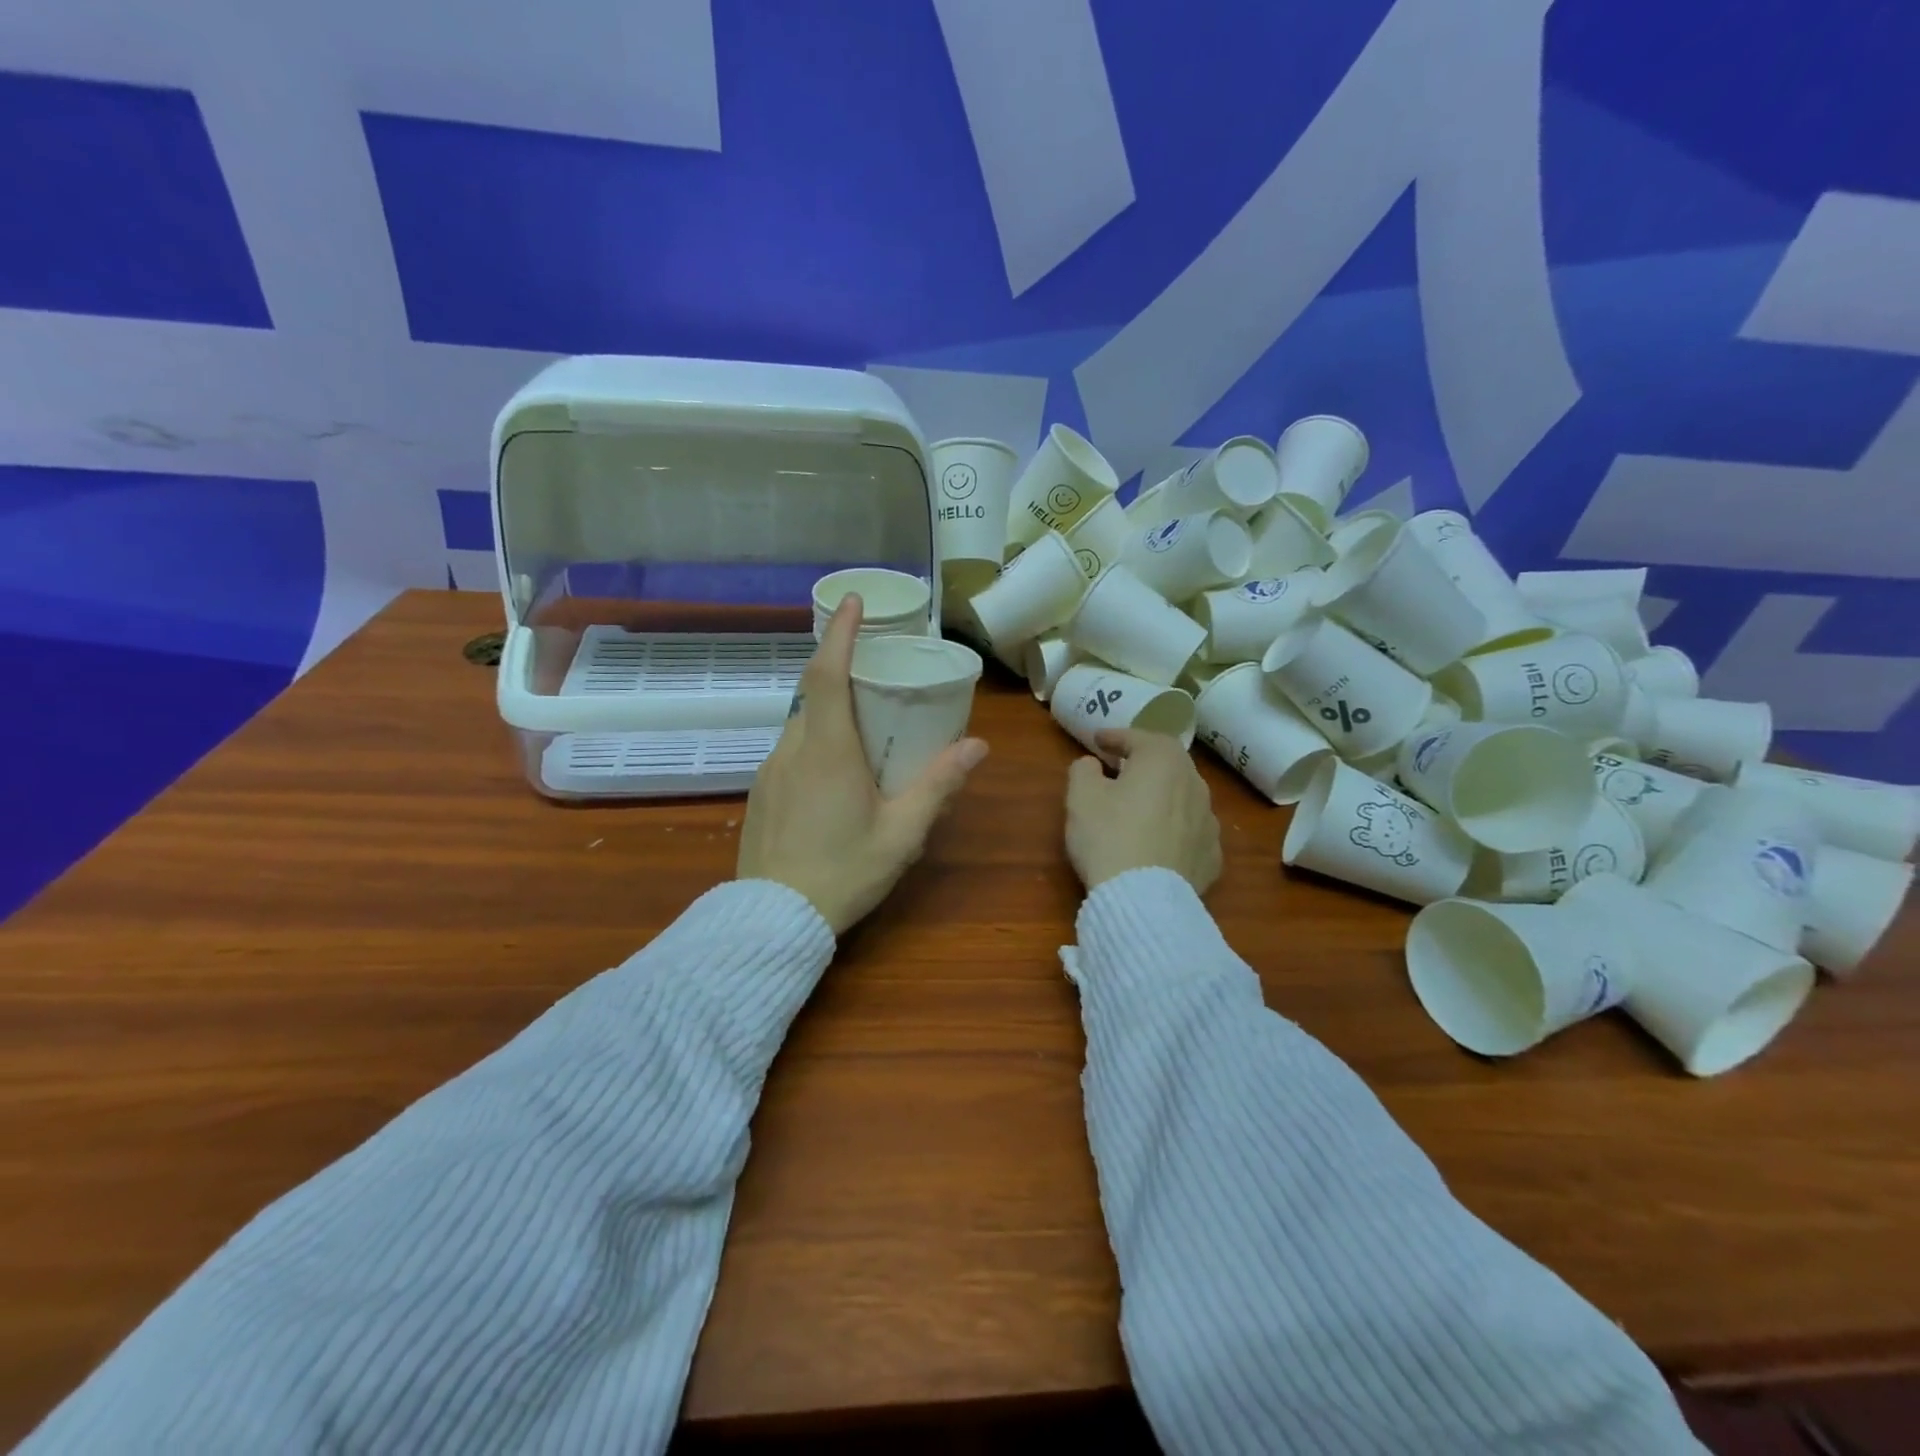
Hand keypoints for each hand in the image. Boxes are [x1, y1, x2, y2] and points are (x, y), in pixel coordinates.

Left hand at [737, 595, 988, 933]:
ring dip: (829, 711)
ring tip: (864, 727)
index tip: (851, 601)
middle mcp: (792, 749)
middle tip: (877, 672)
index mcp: (828, 750)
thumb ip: (938, 785)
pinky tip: (837, 774)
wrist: (772, 920)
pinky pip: (790, 750)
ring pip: (801, 723)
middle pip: (813, 693)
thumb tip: (976, 746)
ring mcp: (770, 770)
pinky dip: (815, 740)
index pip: (826, 673)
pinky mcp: (760, 792)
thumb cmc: (843, 874)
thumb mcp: (901, 834)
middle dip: (841, 669)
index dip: (839, 632)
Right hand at [1064, 729, 1221, 895]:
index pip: (1138, 738)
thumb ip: (1083, 769)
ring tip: (1141, 806)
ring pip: (1183, 797)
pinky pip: (1190, 832)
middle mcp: (1195, 784)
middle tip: (1121, 768)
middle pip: (1168, 764)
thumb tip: (1092, 764)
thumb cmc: (1108, 836)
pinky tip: (1159, 841)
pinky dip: (1175, 829)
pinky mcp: (1212, 856)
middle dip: (1144, 762)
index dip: (1115, 737)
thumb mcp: (1081, 796)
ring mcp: (1209, 822)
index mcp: (1163, 761)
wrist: (1144, 899)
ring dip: (1162, 796)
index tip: (1098, 740)